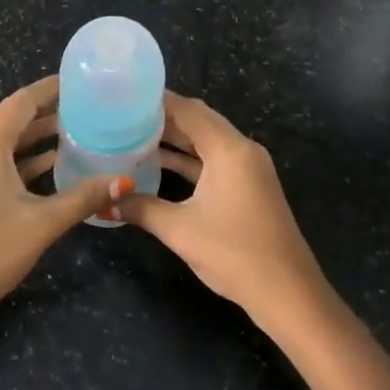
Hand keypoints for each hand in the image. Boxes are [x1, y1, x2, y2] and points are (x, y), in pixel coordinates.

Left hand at [0, 76, 133, 333]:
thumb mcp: (42, 223)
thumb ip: (83, 197)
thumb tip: (125, 181)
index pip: (22, 101)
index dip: (51, 89)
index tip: (83, 82)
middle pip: (12, 118)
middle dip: (48, 111)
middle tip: (89, 107)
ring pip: (4, 142)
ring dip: (37, 137)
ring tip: (78, 132)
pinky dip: (23, 159)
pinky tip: (53, 166)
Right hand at [119, 93, 331, 329]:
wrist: (287, 292)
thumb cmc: (233, 253)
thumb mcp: (179, 229)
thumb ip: (140, 208)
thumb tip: (103, 202)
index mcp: (229, 149)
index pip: (189, 110)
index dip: (157, 101)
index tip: (124, 96)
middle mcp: (242, 150)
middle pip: (199, 121)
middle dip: (163, 117)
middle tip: (123, 115)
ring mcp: (249, 168)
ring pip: (207, 141)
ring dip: (175, 138)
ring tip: (133, 134)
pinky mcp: (249, 187)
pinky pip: (214, 160)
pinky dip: (189, 159)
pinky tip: (159, 163)